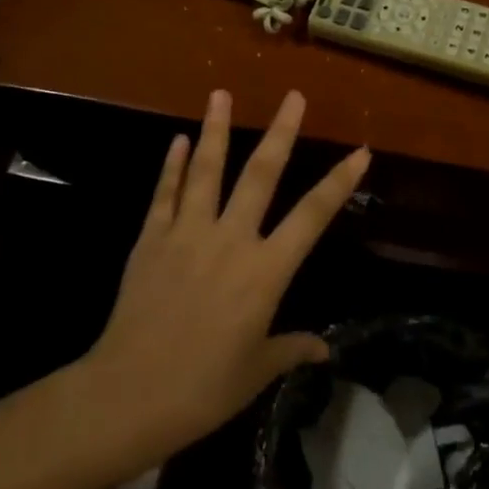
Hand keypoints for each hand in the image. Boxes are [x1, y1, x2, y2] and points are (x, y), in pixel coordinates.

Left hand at [83, 88, 368, 455]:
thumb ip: (291, 349)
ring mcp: (186, 234)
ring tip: (220, 93)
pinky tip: (177, 140)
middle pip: (260, 175)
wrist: (128, 395)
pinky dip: (171, 166)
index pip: (312, 217)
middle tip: (293, 96)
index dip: (340, 182)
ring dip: (216, 129)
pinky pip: (164, 194)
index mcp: (265, 272)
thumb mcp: (255, 371)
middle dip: (281, 132)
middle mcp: (230, 240)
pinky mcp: (150, 240)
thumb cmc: (202, 389)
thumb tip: (323, 348)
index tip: (361, 151)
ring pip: (206, 171)